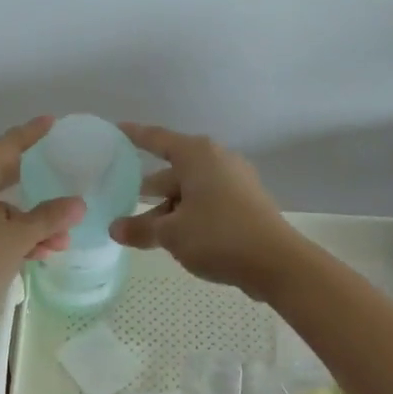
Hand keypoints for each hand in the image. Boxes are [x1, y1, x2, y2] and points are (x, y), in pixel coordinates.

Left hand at [0, 117, 85, 320]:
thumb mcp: (16, 240)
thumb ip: (48, 218)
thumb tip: (78, 203)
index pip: (8, 145)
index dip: (32, 134)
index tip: (51, 122)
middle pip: (0, 174)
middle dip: (36, 188)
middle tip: (61, 178)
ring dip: (25, 221)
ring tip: (57, 242)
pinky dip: (4, 230)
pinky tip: (33, 252)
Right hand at [109, 124, 305, 300]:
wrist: (277, 262)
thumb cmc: (218, 236)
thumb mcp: (171, 234)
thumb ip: (140, 230)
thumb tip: (115, 229)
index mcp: (197, 155)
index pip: (156, 139)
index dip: (134, 136)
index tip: (115, 131)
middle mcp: (216, 160)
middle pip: (172, 171)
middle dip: (147, 189)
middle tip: (120, 201)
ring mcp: (234, 181)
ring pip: (189, 190)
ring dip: (167, 209)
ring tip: (143, 232)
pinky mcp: (245, 203)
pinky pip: (206, 202)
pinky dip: (187, 214)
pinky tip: (175, 238)